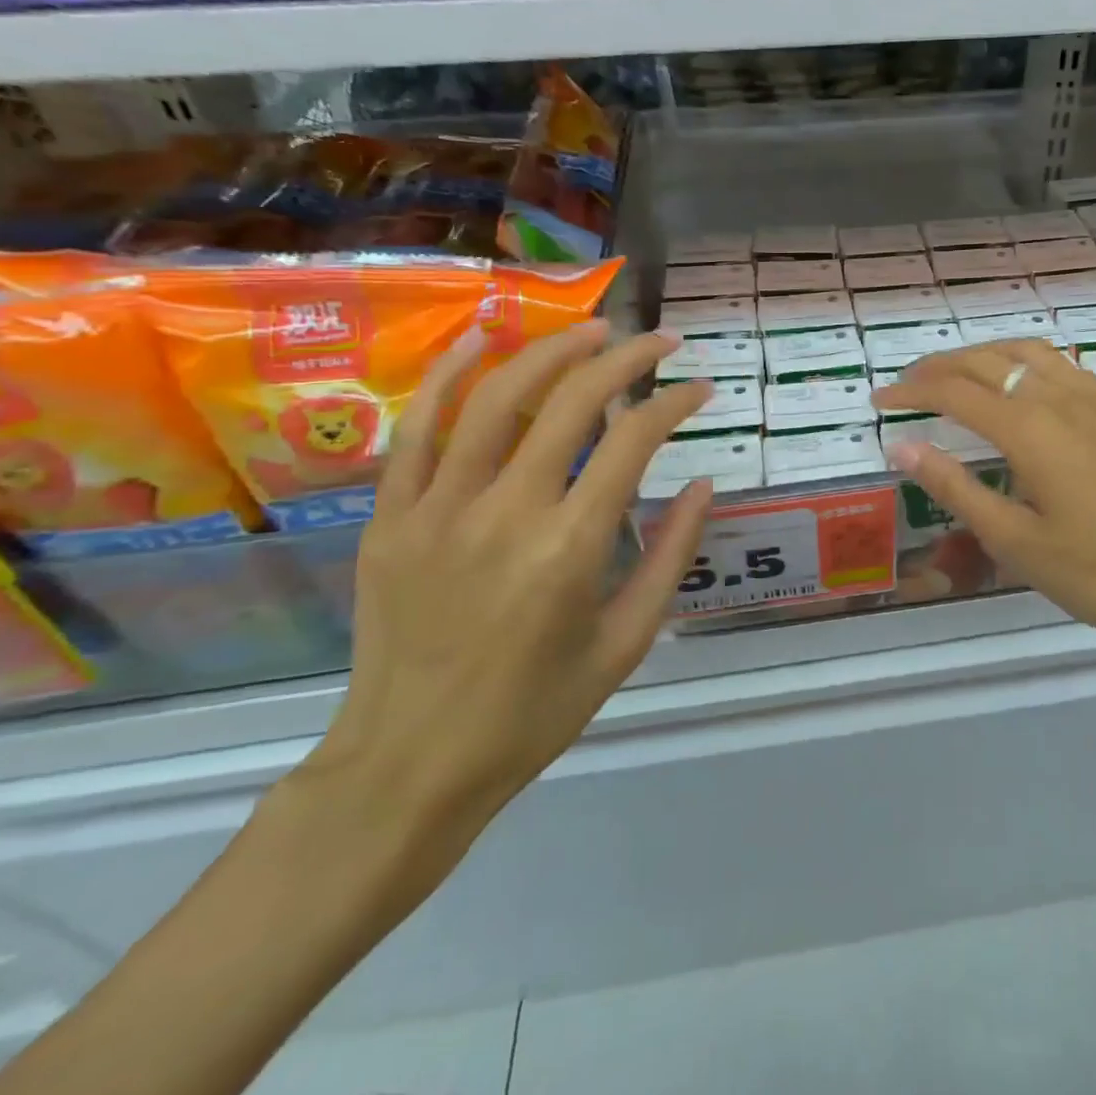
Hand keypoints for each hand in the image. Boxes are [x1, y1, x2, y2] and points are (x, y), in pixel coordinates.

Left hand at [305, 321, 711, 850]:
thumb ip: (671, 557)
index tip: (699, 389)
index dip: (673, 403)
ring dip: (552, 350)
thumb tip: (704, 485)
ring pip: (498, 397)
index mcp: (570, 548)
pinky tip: (484, 336)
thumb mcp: (627, 644)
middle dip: (625, 357)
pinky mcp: (391, 516)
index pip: (633, 441)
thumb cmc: (535, 712)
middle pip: (572, 402)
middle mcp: (506, 512)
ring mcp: (439, 508)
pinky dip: (452, 374)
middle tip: (658, 340)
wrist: (410, 764)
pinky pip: (419, 428)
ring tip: (592, 330)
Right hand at [872, 341, 1095, 751]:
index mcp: (1029, 428)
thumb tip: (902, 446)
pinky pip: (1063, 366)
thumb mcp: (1019, 542)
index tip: (880, 400)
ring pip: (1029, 353)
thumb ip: (957, 488)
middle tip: (908, 384)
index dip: (911, 391)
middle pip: (988, 360)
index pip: (953, 391)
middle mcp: (1061, 397)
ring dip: (984, 355)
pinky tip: (1025, 390)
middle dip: (940, 366)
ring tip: (958, 375)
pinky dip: (1025, 364)